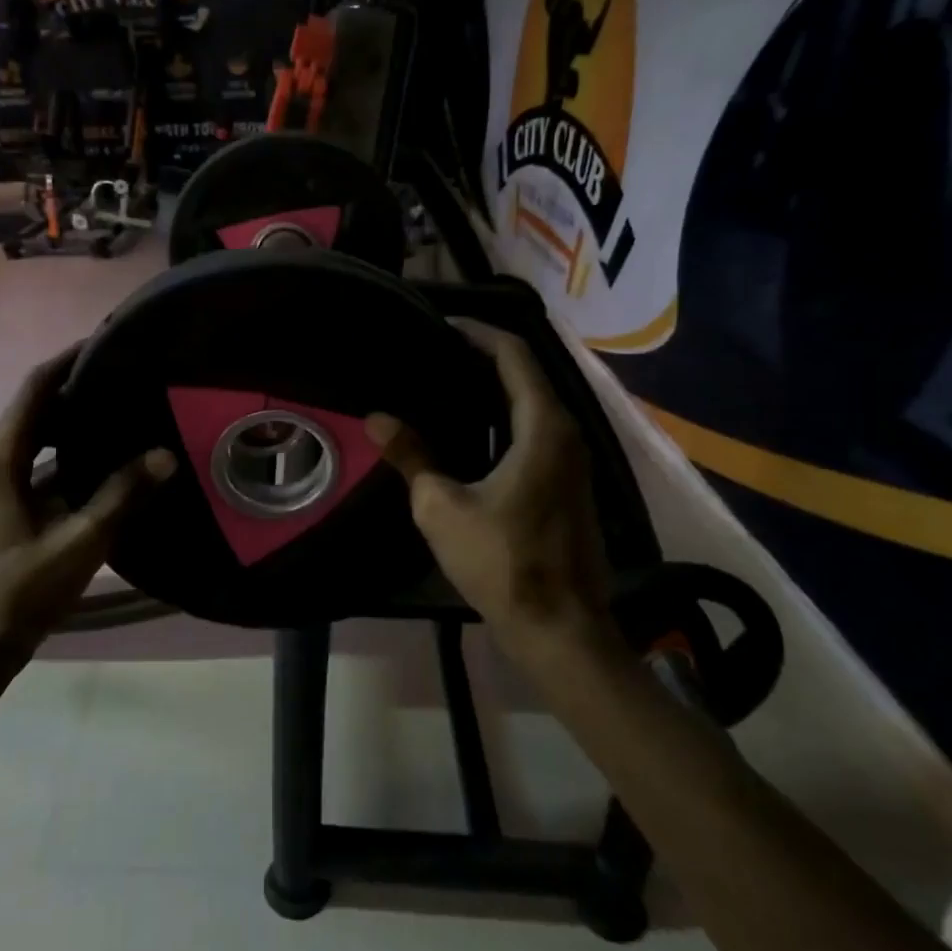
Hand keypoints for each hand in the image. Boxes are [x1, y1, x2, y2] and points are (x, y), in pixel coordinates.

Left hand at [0, 347, 174, 659]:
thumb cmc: (17, 593)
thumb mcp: (77, 544)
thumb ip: (121, 496)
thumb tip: (166, 454)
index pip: (36, 388)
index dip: (70, 358)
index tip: (110, 339)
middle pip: (36, 406)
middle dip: (77, 385)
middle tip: (128, 374)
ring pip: (37, 435)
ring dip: (73, 419)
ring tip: (122, 408)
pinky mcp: (3, 506)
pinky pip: (38, 461)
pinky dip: (67, 451)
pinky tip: (104, 461)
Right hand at [367, 321, 616, 672]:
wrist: (559, 628)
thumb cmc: (502, 562)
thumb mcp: (442, 507)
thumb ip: (411, 456)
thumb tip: (378, 418)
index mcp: (544, 427)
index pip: (514, 355)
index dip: (477, 332)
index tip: (440, 322)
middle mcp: (567, 433)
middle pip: (526, 375)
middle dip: (481, 357)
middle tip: (431, 352)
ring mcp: (574, 460)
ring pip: (532, 405)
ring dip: (492, 389)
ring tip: (443, 383)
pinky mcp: (569, 483)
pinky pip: (536, 431)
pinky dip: (503, 418)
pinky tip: (469, 430)